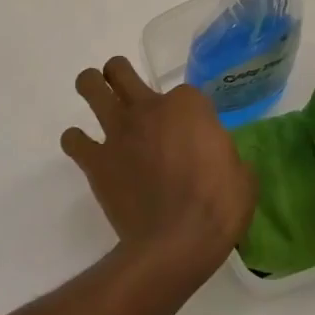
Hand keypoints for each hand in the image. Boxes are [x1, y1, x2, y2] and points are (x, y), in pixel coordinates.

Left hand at [62, 58, 255, 279]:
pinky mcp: (96, 161)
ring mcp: (119, 132)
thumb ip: (225, 154)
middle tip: (125, 90)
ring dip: (91, 87)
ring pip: (90, 86)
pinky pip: (73, 140)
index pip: (184, 92)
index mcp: (189, 105)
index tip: (192, 133)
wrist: (178, 244)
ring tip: (96, 98)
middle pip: (121, 70)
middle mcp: (149, 108)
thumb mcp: (241, 174)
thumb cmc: (218, 207)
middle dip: (118, 74)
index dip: (187, 112)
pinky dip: (76, 142)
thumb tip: (217, 159)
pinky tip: (86, 150)